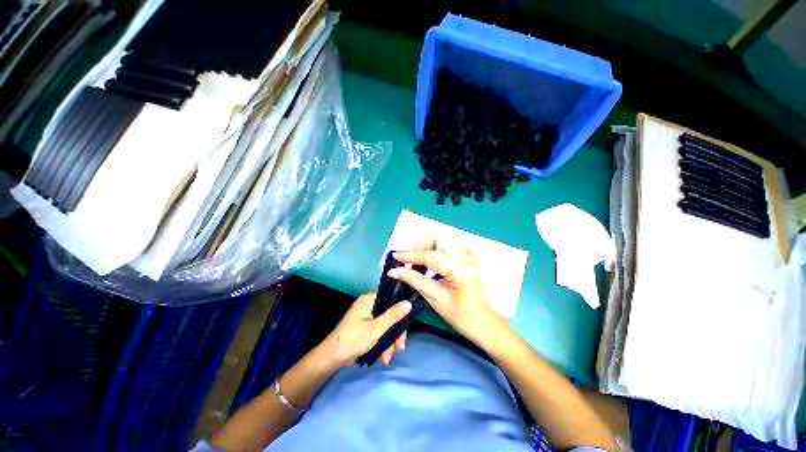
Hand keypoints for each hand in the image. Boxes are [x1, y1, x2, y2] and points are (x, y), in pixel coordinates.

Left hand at [319, 293, 410, 367]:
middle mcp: (369, 305)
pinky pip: (380, 331)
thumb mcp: (375, 329)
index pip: (390, 298)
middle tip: (400, 347)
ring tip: (387, 358)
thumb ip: (393, 316)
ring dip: (389, 342)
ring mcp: (367, 317)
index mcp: (369, 300)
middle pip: (390, 314)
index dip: (400, 310)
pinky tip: (384, 357)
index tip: (406, 325)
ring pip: (386, 325)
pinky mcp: (367, 327)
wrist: (332, 359)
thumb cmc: (353, 340)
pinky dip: (383, 343)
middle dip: (394, 333)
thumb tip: (409, 303)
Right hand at [388, 234, 500, 342]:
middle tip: (413, 261)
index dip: (411, 255)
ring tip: (421, 260)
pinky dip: (437, 247)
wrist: (481, 319)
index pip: (431, 256)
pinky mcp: (470, 254)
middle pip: (439, 237)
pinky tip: (431, 259)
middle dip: (422, 246)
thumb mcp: (434, 297)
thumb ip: (414, 280)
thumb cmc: (458, 314)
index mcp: (460, 270)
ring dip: (429, 245)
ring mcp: (470, 254)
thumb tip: (394, 270)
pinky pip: (449, 242)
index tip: (396, 256)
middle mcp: (467, 257)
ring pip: (444, 237)